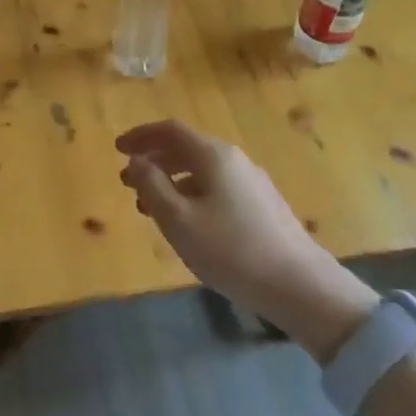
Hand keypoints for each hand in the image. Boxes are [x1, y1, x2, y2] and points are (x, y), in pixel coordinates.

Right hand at [116, 120, 377, 360]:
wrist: (299, 285)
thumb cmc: (230, 250)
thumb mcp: (178, 220)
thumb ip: (151, 186)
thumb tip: (136, 161)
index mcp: (213, 155)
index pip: (170, 131)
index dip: (140, 136)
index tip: (116, 148)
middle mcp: (234, 160)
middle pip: (187, 148)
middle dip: (153, 160)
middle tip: (127, 180)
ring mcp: (252, 182)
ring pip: (201, 171)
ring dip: (170, 181)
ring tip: (148, 206)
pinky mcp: (262, 206)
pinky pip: (216, 187)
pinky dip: (191, 194)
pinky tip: (185, 222)